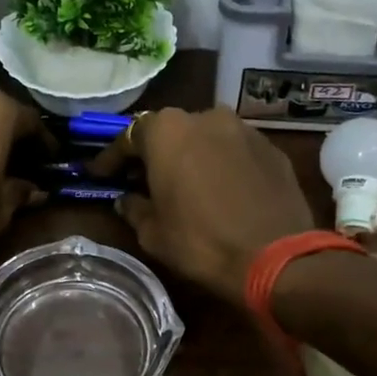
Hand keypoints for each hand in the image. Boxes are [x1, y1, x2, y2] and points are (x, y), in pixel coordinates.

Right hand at [92, 107, 313, 302]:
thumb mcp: (153, 233)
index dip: (111, 159)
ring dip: (191, 155)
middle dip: (154, 153)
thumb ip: (134, 208)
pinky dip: (222, 164)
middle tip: (142, 179)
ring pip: (206, 137)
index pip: (128, 137)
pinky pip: (235, 151)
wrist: (277, 257)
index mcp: (168, 131)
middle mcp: (205, 117)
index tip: (99, 175)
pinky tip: (220, 190)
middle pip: (169, 131)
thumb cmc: (201, 242)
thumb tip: (126, 200)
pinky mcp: (272, 149)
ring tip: (185, 184)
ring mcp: (244, 130)